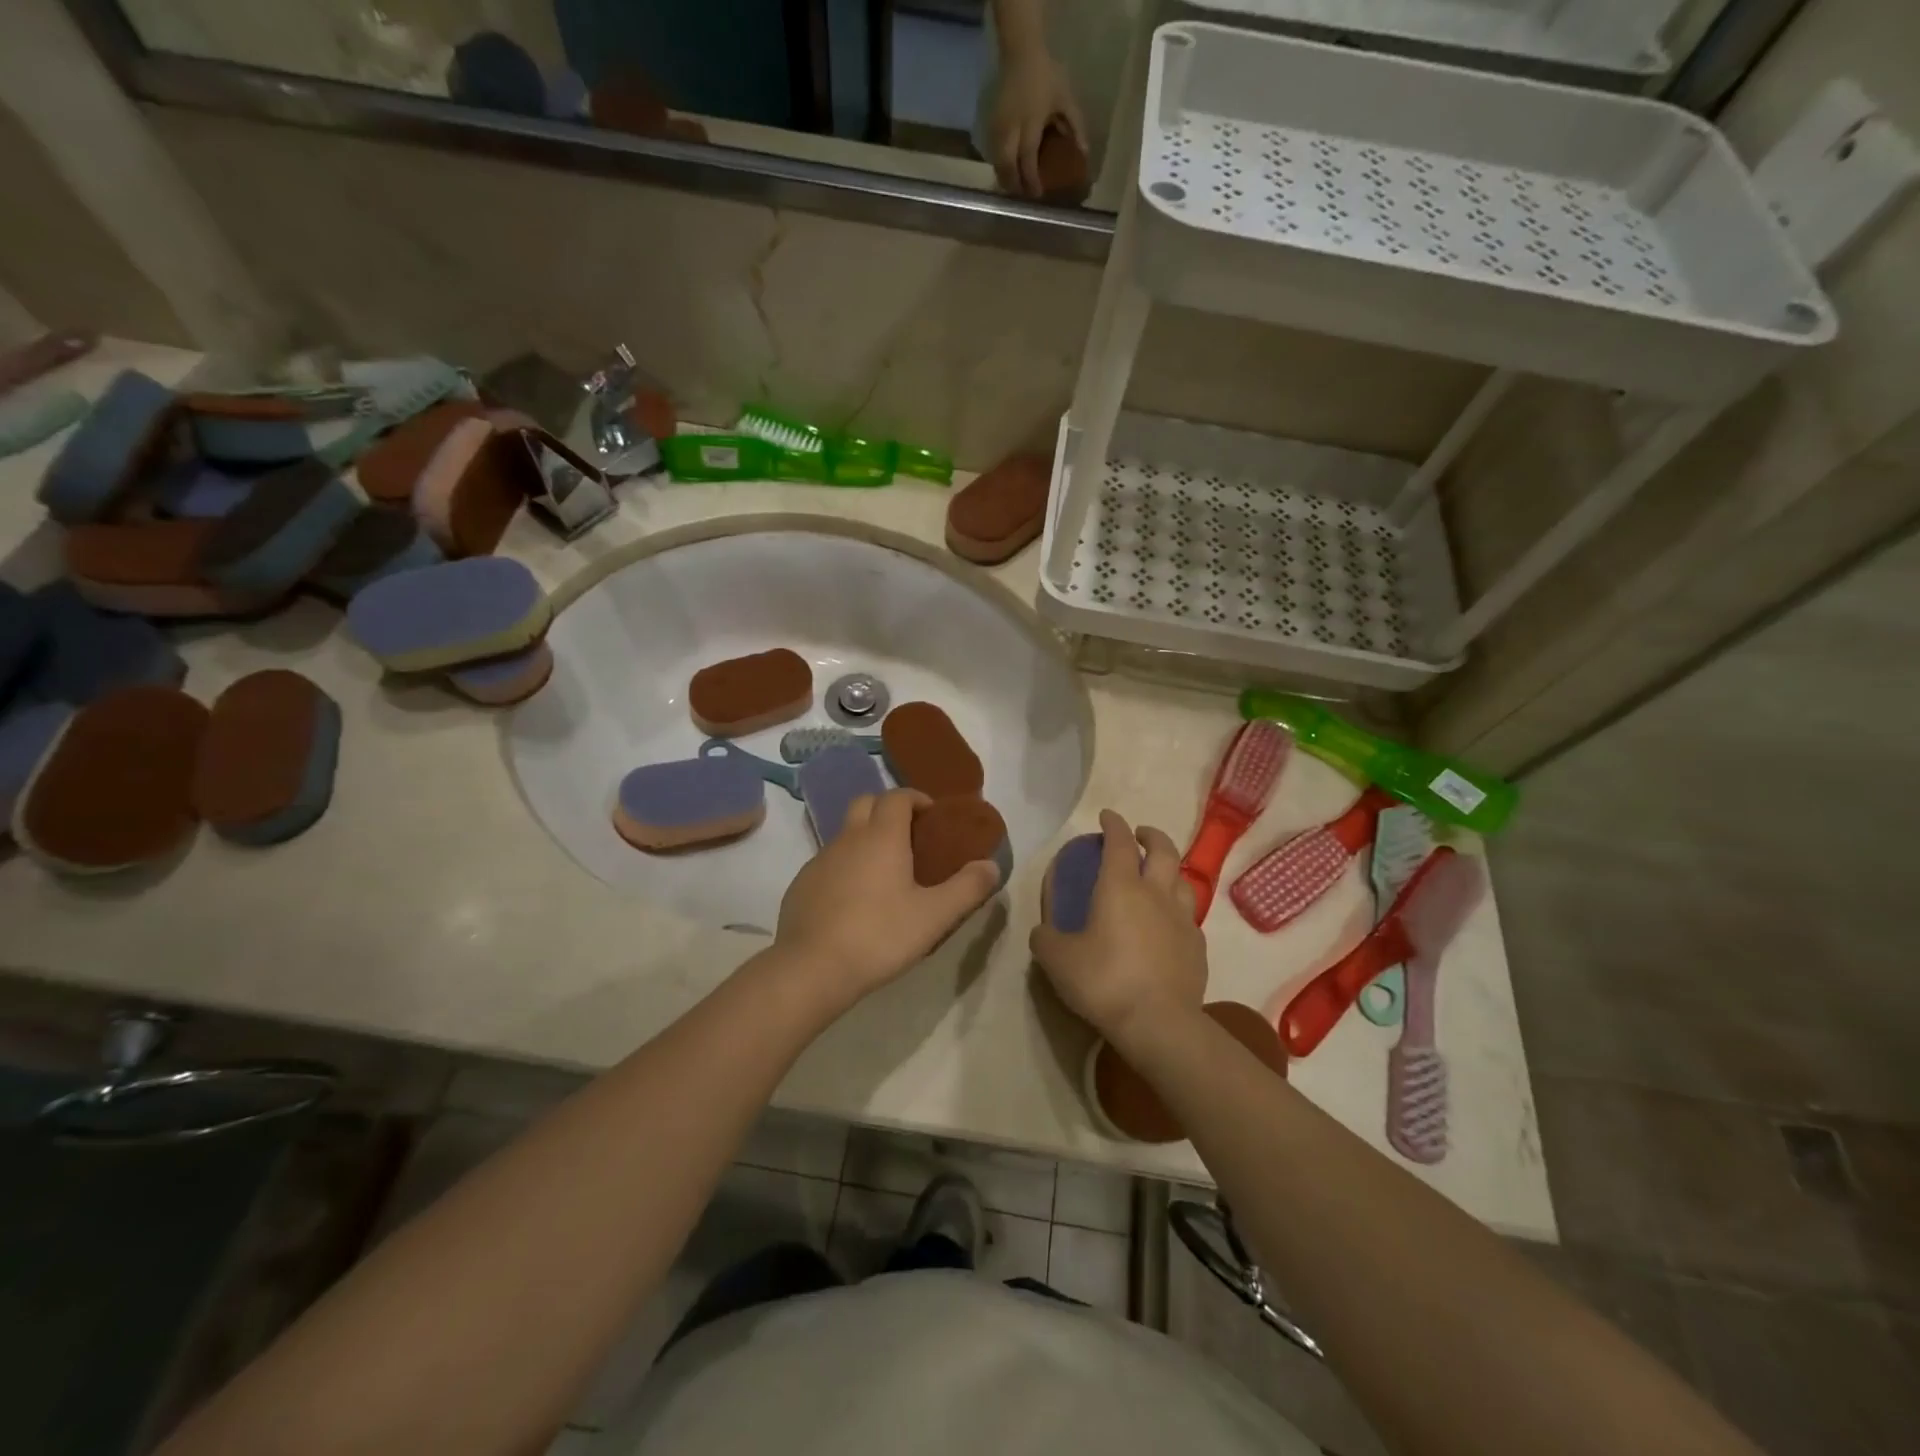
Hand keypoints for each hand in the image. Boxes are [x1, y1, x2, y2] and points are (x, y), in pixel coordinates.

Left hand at [775, 789, 1000, 1007]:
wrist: (811, 968)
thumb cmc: (879, 936)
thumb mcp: (934, 916)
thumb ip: (967, 888)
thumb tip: (991, 865)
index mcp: (882, 837)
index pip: (897, 796)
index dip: (916, 798)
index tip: (932, 816)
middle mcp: (848, 838)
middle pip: (866, 802)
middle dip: (888, 809)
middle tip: (909, 836)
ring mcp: (820, 860)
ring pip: (846, 833)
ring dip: (866, 838)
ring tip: (886, 873)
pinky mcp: (802, 884)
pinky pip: (828, 862)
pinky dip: (846, 866)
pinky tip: (855, 901)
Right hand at [990, 53, 1085, 198]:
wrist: (1021, 52)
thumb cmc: (1046, 75)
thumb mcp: (1065, 99)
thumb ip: (1075, 126)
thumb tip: (1085, 153)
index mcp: (1030, 122)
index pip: (1028, 159)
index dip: (1031, 180)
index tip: (1038, 194)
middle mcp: (1011, 128)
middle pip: (1007, 166)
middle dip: (1015, 185)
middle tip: (1024, 195)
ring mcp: (998, 127)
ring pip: (997, 163)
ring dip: (1005, 178)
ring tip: (1014, 188)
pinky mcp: (991, 124)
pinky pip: (993, 153)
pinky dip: (999, 166)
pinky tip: (1006, 171)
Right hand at [1030, 810, 1207, 1048]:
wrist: (1159, 1024)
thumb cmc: (1104, 981)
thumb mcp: (1057, 960)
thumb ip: (1045, 939)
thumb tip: (1043, 932)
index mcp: (1121, 887)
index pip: (1119, 842)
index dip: (1113, 824)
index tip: (1107, 815)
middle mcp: (1156, 894)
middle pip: (1163, 850)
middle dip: (1151, 836)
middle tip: (1139, 835)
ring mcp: (1182, 919)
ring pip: (1183, 880)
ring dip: (1170, 870)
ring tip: (1159, 876)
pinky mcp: (1198, 947)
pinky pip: (1189, 916)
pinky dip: (1177, 909)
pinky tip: (1168, 924)